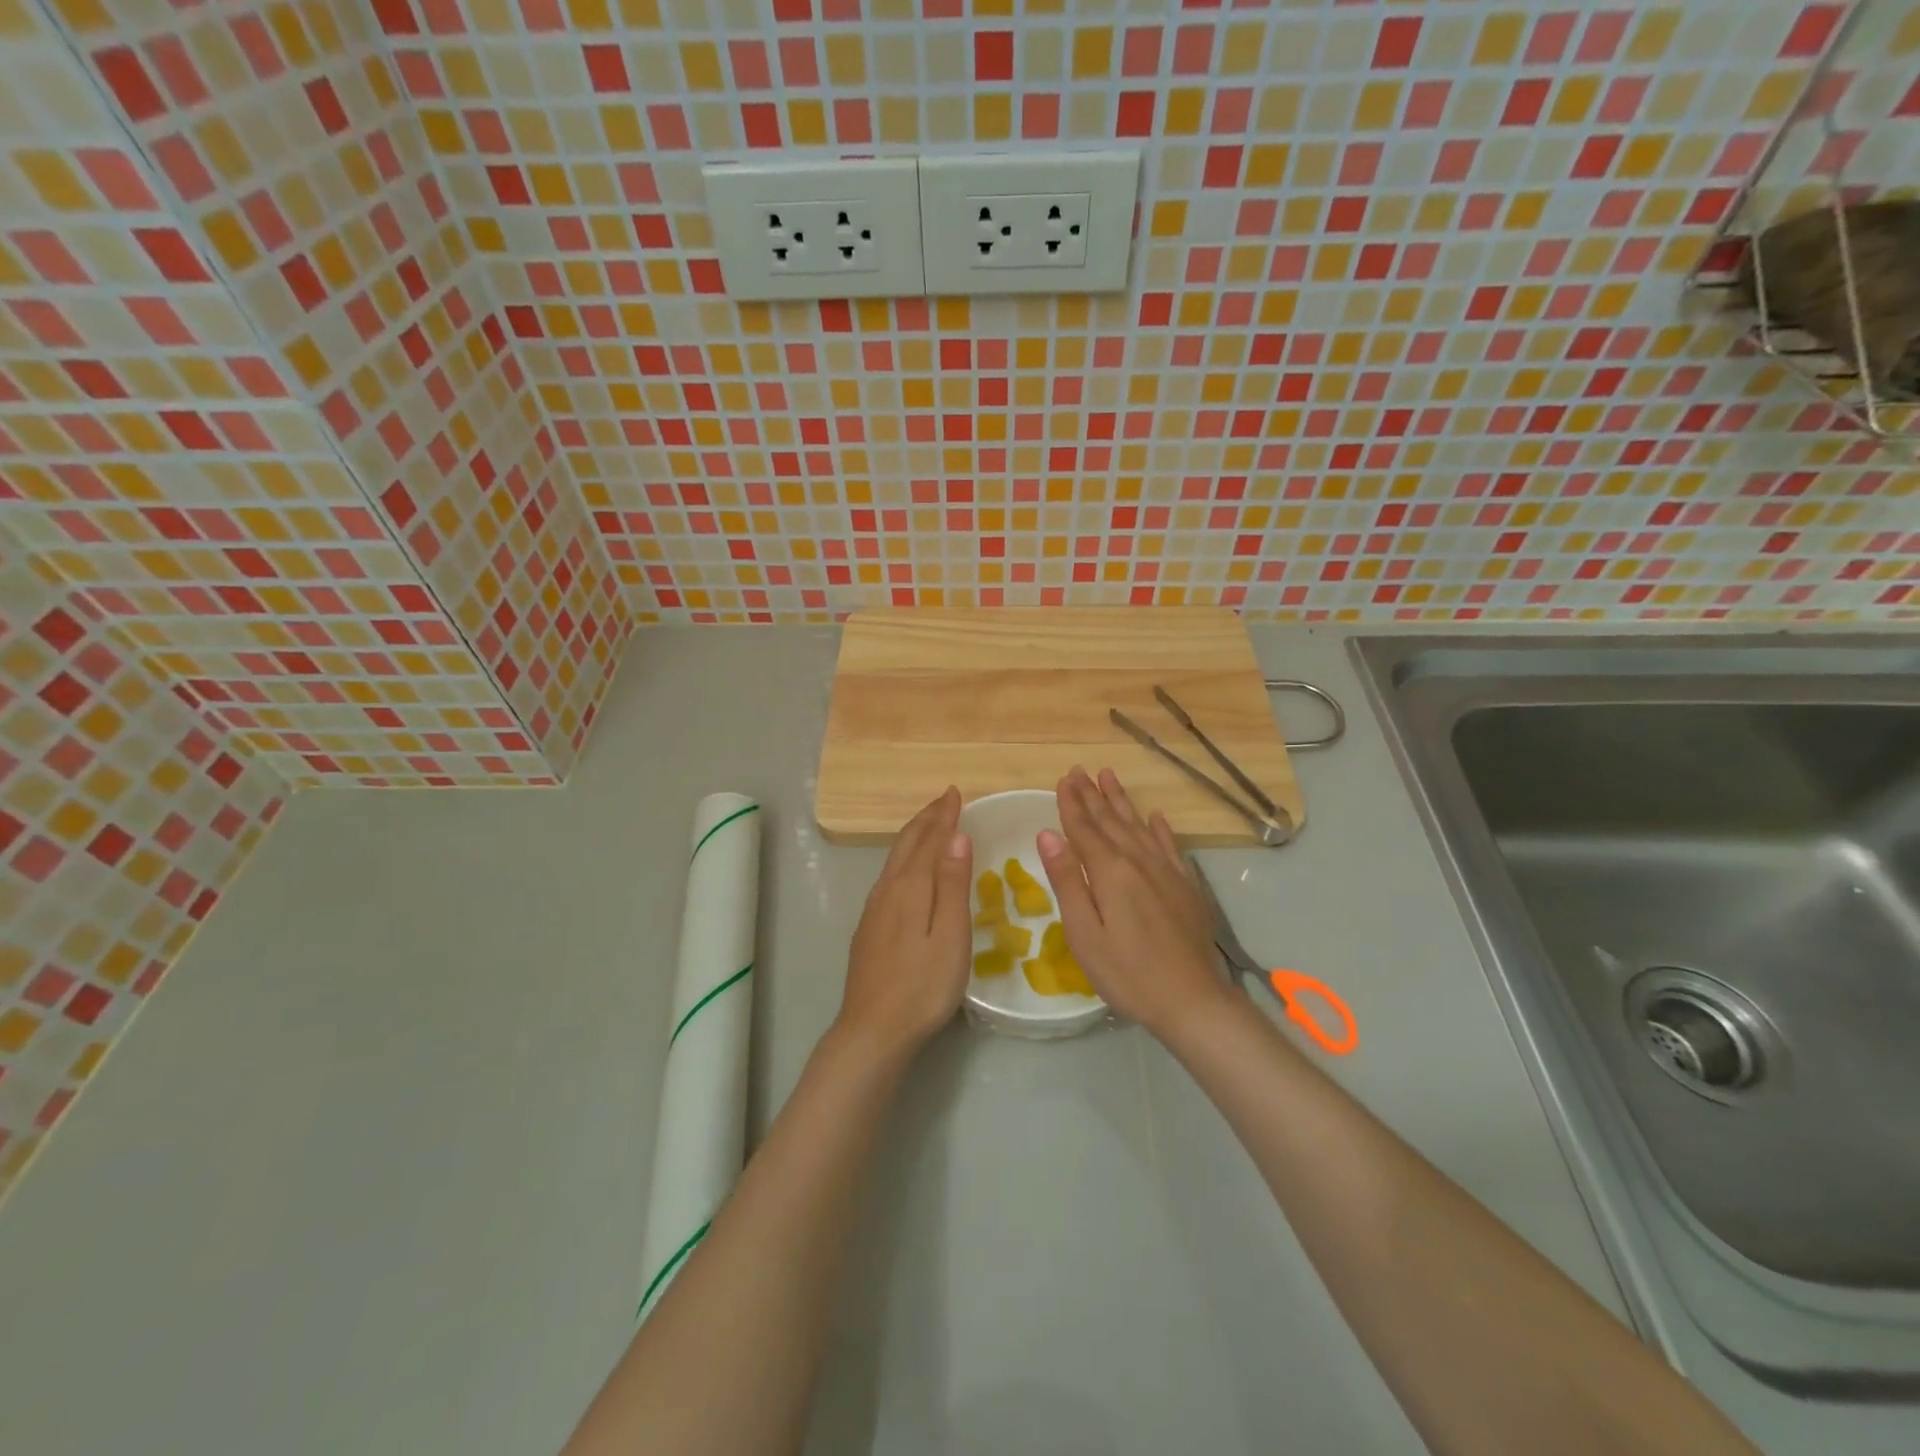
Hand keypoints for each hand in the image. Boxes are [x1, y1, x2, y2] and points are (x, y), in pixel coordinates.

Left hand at [838, 787, 973, 1059]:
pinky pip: (889, 875)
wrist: (872, 1030)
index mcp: (910, 888)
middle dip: (926, 818)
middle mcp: (888, 890)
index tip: (955, 792)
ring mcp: (874, 909)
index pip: (930, 840)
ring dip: (914, 835)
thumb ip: (952, 884)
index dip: (944, 816)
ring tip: (929, 824)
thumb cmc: (923, 987)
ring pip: (894, 858)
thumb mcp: (950, 936)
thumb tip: (956, 835)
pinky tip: (907, 868)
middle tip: (944, 799)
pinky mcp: (869, 927)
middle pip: (907, 843)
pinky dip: (904, 857)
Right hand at [1037, 768, 1229, 1039]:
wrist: (1192, 1000)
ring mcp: (1166, 872)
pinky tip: (1155, 816)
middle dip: (1092, 795)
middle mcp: (1139, 861)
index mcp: (1110, 871)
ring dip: (1121, 801)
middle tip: (1079, 770)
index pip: (1084, 828)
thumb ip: (1067, 881)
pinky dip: (1160, 828)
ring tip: (1109, 777)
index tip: (1063, 778)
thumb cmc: (1127, 973)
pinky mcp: (1185, 886)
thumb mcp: (1085, 933)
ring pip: (1138, 826)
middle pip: (1110, 821)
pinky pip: (1170, 845)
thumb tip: (1048, 835)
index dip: (1071, 803)